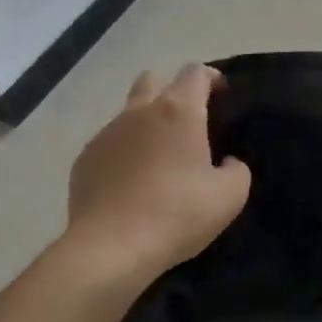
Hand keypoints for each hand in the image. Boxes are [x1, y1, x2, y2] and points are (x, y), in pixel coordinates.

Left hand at [65, 64, 251, 285]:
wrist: (110, 249)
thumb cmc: (177, 214)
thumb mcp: (230, 196)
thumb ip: (237, 169)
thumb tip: (227, 162)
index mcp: (179, 111)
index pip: (196, 72)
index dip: (212, 78)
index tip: (222, 96)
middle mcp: (140, 112)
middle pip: (154, 78)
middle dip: (172, 89)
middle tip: (188, 119)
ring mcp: (107, 133)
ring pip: (128, 111)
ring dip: (146, 121)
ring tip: (158, 155)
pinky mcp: (84, 159)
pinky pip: (109, 143)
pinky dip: (124, 151)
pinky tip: (131, 181)